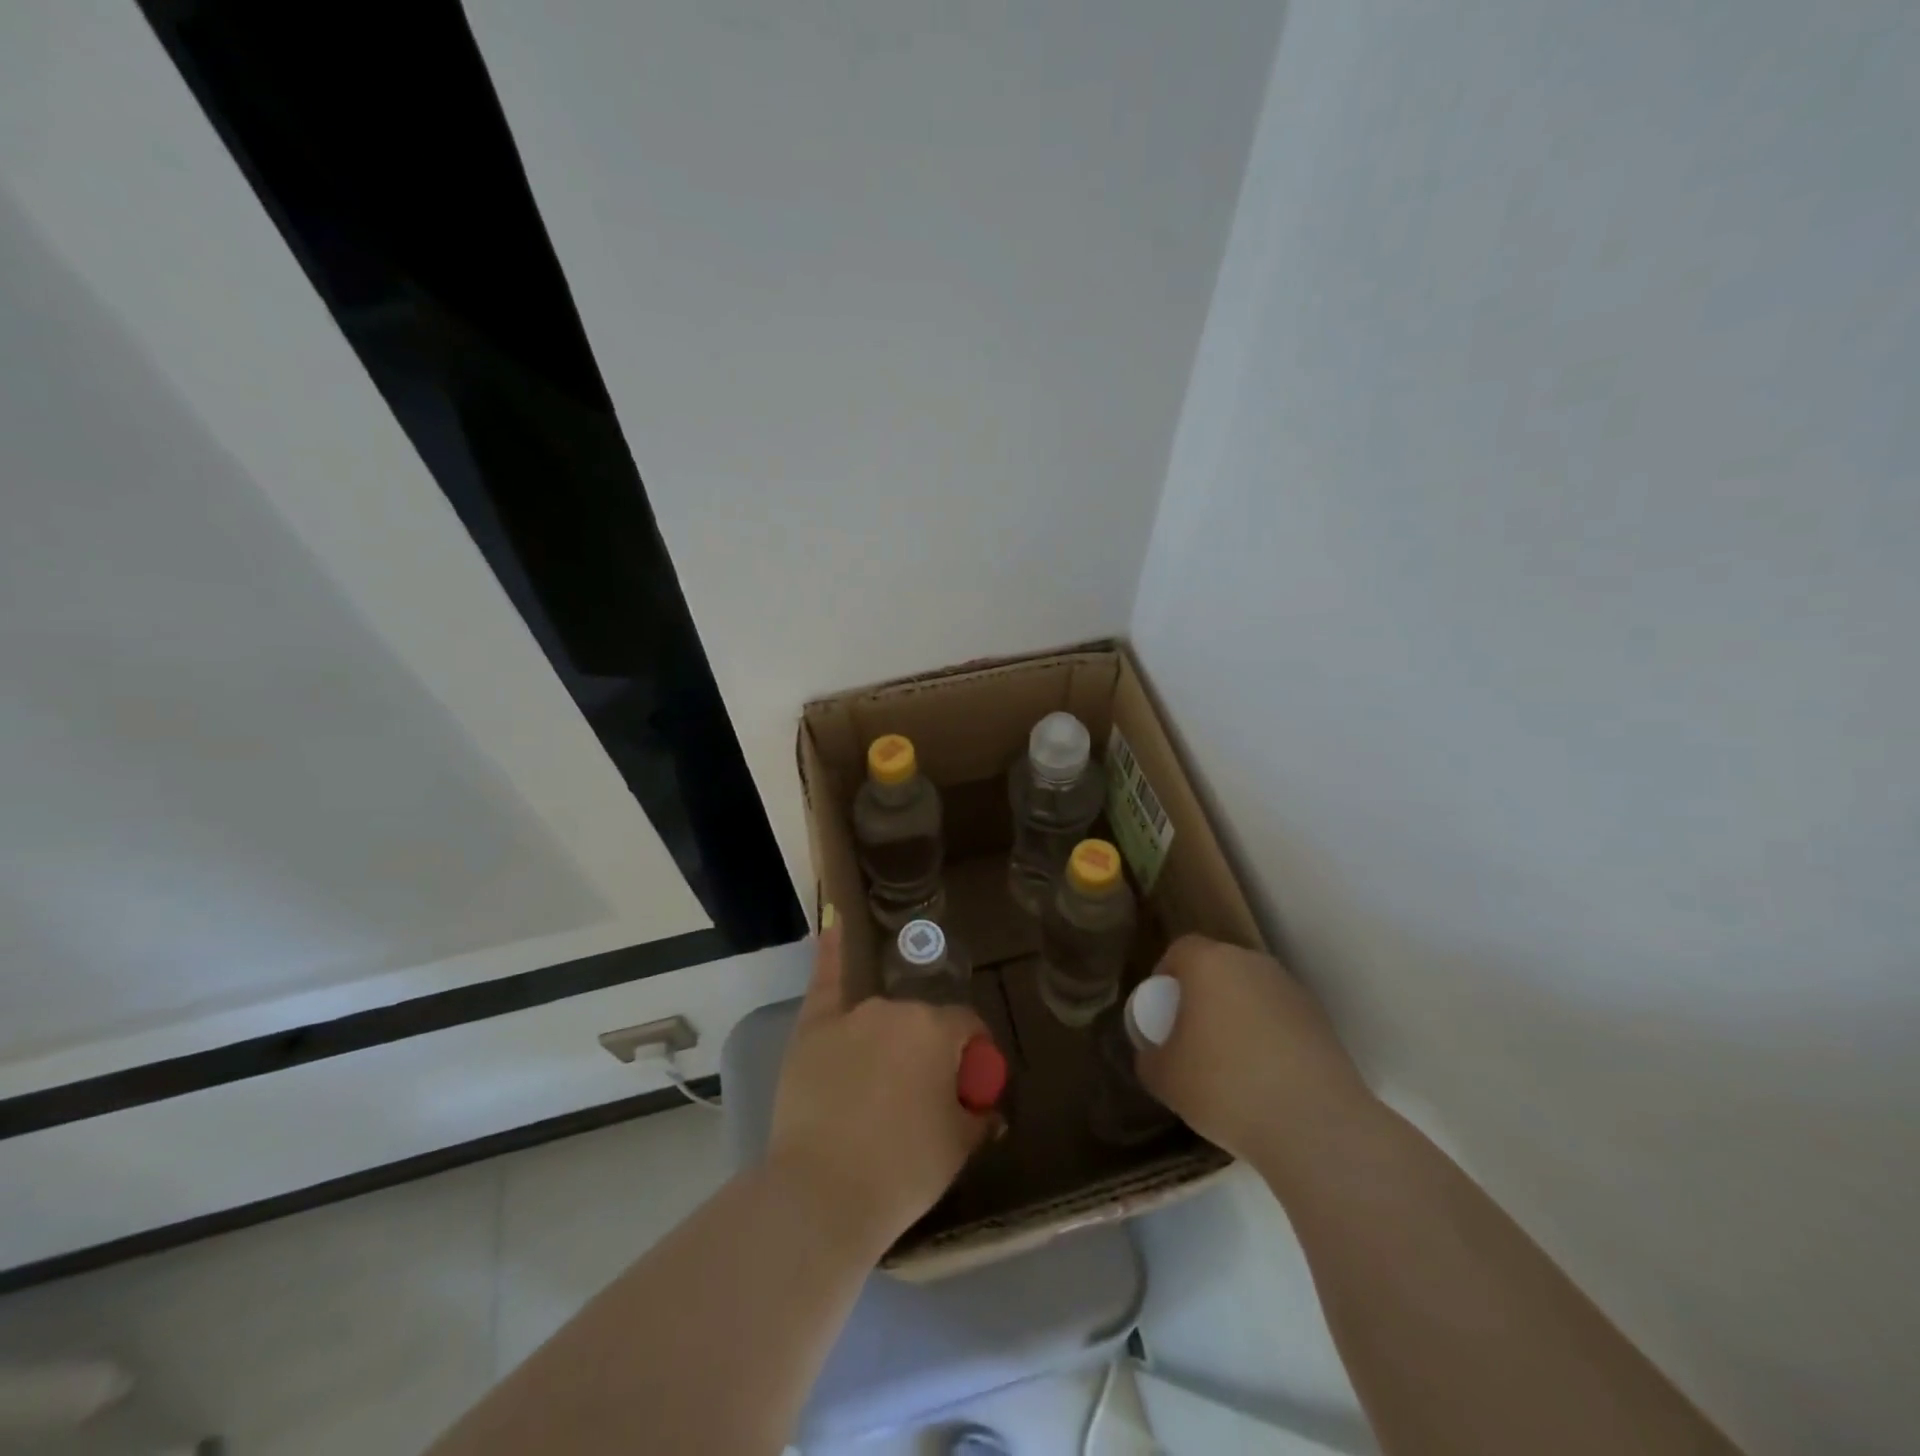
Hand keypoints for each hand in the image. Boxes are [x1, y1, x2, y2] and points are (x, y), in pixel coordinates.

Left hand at [766, 908, 993, 1256]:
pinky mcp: (813, 1028)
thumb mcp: (959, 1147)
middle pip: (923, 1023)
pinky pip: (827, 980)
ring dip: (890, 1039)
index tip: (968, 1087)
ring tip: (879, 1085)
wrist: (823, 1195)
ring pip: (883, 1018)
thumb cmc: (903, 1171)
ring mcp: (851, 1015)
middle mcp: (897, 1009)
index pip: (968, 1028)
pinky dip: (832, 951)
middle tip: (921, 1097)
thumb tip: (986, 1107)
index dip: (972, 1057)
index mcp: (938, 1029)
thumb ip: (979, 1115)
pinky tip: (834, 921)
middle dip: (929, 1051)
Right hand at [1135, 935, 1377, 1187]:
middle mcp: (1253, 964)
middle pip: (1219, 968)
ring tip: (1232, 1064)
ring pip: (1253, 993)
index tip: (1162, 1010)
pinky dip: (1270, 1038)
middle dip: (1203, 995)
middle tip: (1192, 1035)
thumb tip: (1156, 1053)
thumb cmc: (1224, 1087)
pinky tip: (1267, 1080)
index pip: (1181, 949)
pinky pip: (1282, 1019)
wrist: (1314, 1125)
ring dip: (1239, 1016)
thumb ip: (1150, 1056)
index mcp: (1210, 963)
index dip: (1166, 975)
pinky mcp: (1323, 1022)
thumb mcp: (1163, 1078)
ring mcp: (1292, 990)